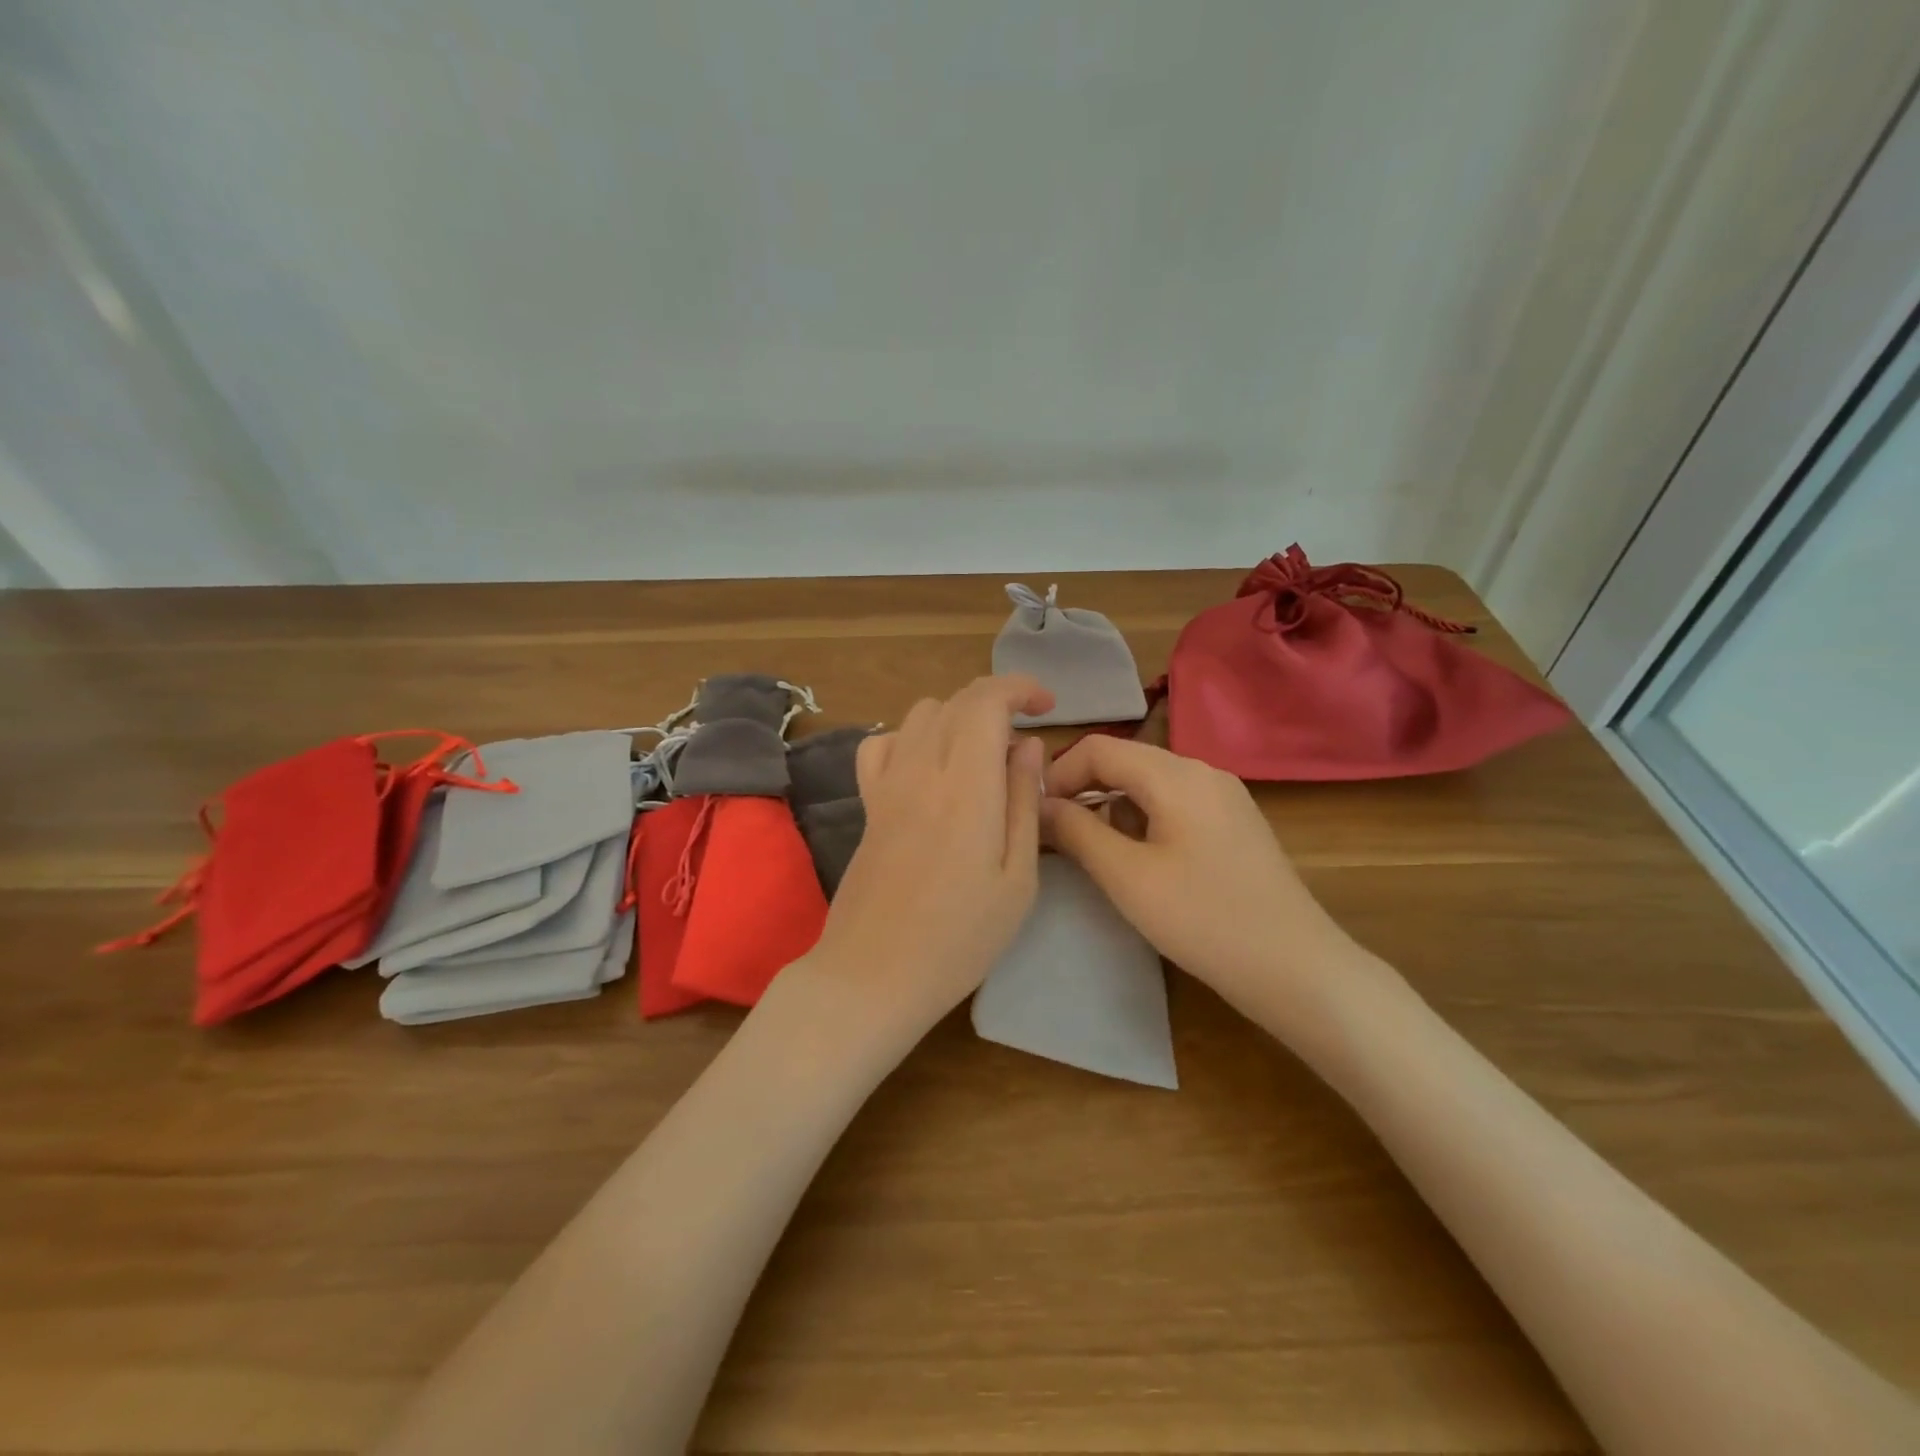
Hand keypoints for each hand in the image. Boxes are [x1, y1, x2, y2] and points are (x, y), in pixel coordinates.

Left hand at [799, 675, 1051, 1046]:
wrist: (873, 974)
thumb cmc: (960, 938)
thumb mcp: (1017, 879)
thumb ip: (1025, 802)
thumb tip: (1029, 746)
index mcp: (966, 786)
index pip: (985, 700)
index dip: (1019, 687)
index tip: (1047, 706)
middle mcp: (921, 770)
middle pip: (955, 701)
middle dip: (997, 702)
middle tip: (1024, 744)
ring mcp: (887, 785)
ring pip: (920, 715)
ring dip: (958, 718)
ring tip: (983, 757)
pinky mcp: (867, 805)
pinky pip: (882, 744)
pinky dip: (911, 737)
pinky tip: (928, 768)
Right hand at [1040, 735, 1356, 1025]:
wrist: (1296, 969)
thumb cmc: (1204, 919)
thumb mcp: (1128, 877)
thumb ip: (1077, 832)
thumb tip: (1041, 805)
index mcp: (1177, 774)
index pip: (1099, 748)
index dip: (1058, 775)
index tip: (1035, 815)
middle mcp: (1203, 771)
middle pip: (1126, 762)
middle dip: (1084, 792)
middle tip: (1056, 836)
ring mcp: (1224, 797)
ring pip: (1149, 784)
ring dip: (1112, 808)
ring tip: (1094, 854)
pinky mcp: (1234, 824)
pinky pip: (1175, 804)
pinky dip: (1143, 821)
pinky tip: (1140, 861)